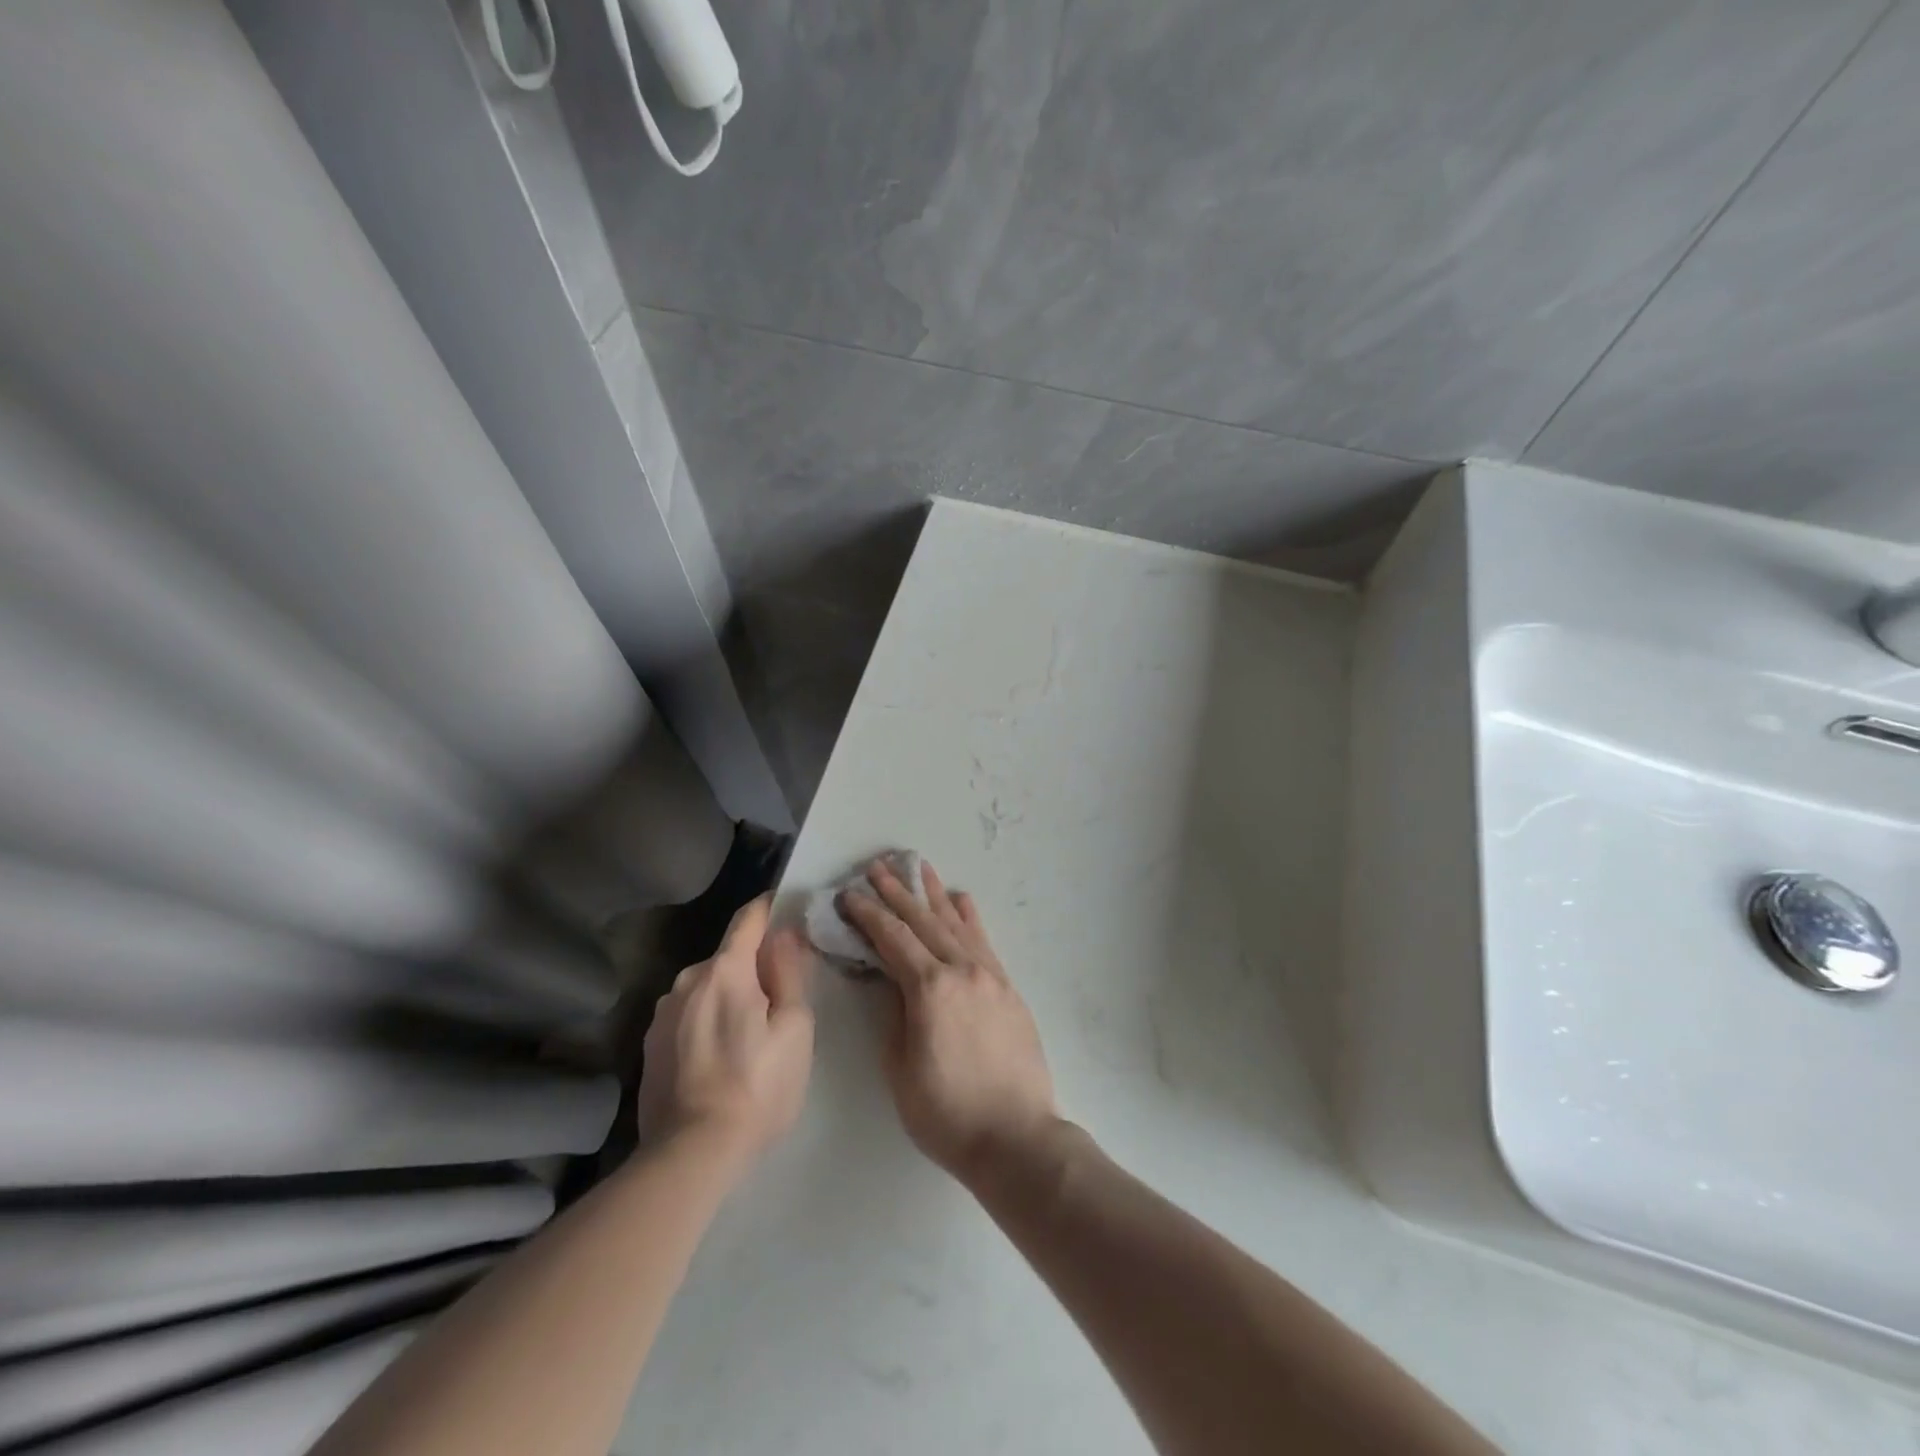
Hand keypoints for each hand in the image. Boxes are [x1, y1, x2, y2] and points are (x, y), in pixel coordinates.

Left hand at [636, 895, 815, 1164]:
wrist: (690, 1155)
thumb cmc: (757, 1087)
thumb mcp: (794, 1029)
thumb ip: (789, 973)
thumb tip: (784, 934)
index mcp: (725, 970)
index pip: (748, 918)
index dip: (771, 908)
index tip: (790, 912)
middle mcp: (687, 980)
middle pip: (729, 957)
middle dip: (754, 967)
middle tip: (780, 1001)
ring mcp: (662, 1013)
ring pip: (707, 988)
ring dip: (728, 996)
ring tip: (748, 1037)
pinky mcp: (650, 1045)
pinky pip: (688, 1015)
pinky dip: (707, 1022)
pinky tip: (718, 1059)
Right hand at [840, 859, 1057, 1182]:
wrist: (1016, 1136)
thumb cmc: (946, 1113)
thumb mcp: (900, 1068)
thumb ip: (893, 1015)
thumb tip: (890, 981)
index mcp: (930, 989)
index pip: (893, 939)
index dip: (869, 914)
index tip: (850, 894)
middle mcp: (961, 970)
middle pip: (923, 921)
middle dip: (897, 893)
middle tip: (877, 867)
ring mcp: (989, 975)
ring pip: (955, 923)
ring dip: (933, 894)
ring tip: (919, 867)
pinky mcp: (1007, 987)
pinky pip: (983, 941)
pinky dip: (968, 916)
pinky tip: (961, 900)